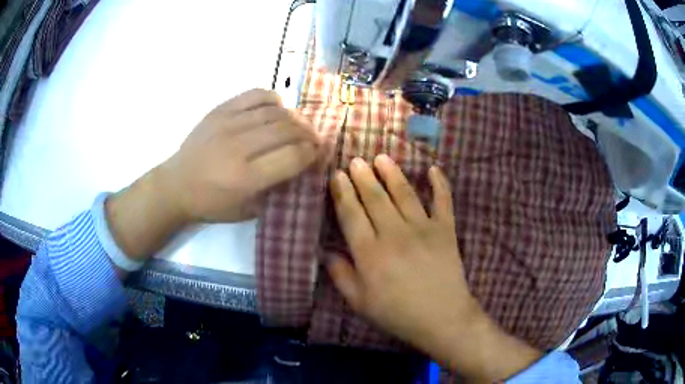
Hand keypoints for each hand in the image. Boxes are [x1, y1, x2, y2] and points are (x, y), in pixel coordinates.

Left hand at [106, 89, 318, 261]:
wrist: (177, 185)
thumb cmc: (212, 204)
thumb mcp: (247, 210)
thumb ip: (276, 190)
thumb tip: (301, 165)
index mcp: (246, 178)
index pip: (293, 156)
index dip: (312, 153)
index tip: (317, 154)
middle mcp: (238, 147)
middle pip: (287, 130)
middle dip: (309, 134)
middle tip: (314, 139)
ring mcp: (228, 124)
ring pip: (275, 111)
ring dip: (295, 118)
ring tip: (299, 126)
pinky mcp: (220, 110)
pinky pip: (256, 95)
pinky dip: (274, 100)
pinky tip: (277, 109)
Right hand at [328, 155, 540, 381]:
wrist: (442, 318)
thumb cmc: (397, 313)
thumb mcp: (359, 302)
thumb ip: (341, 275)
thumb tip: (326, 252)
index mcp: (370, 252)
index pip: (351, 214)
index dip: (342, 192)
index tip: (337, 175)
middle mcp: (394, 233)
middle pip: (374, 198)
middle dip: (363, 176)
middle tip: (356, 160)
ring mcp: (423, 228)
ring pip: (404, 193)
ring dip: (391, 173)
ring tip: (382, 158)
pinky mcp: (446, 229)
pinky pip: (443, 200)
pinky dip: (440, 183)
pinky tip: (434, 168)